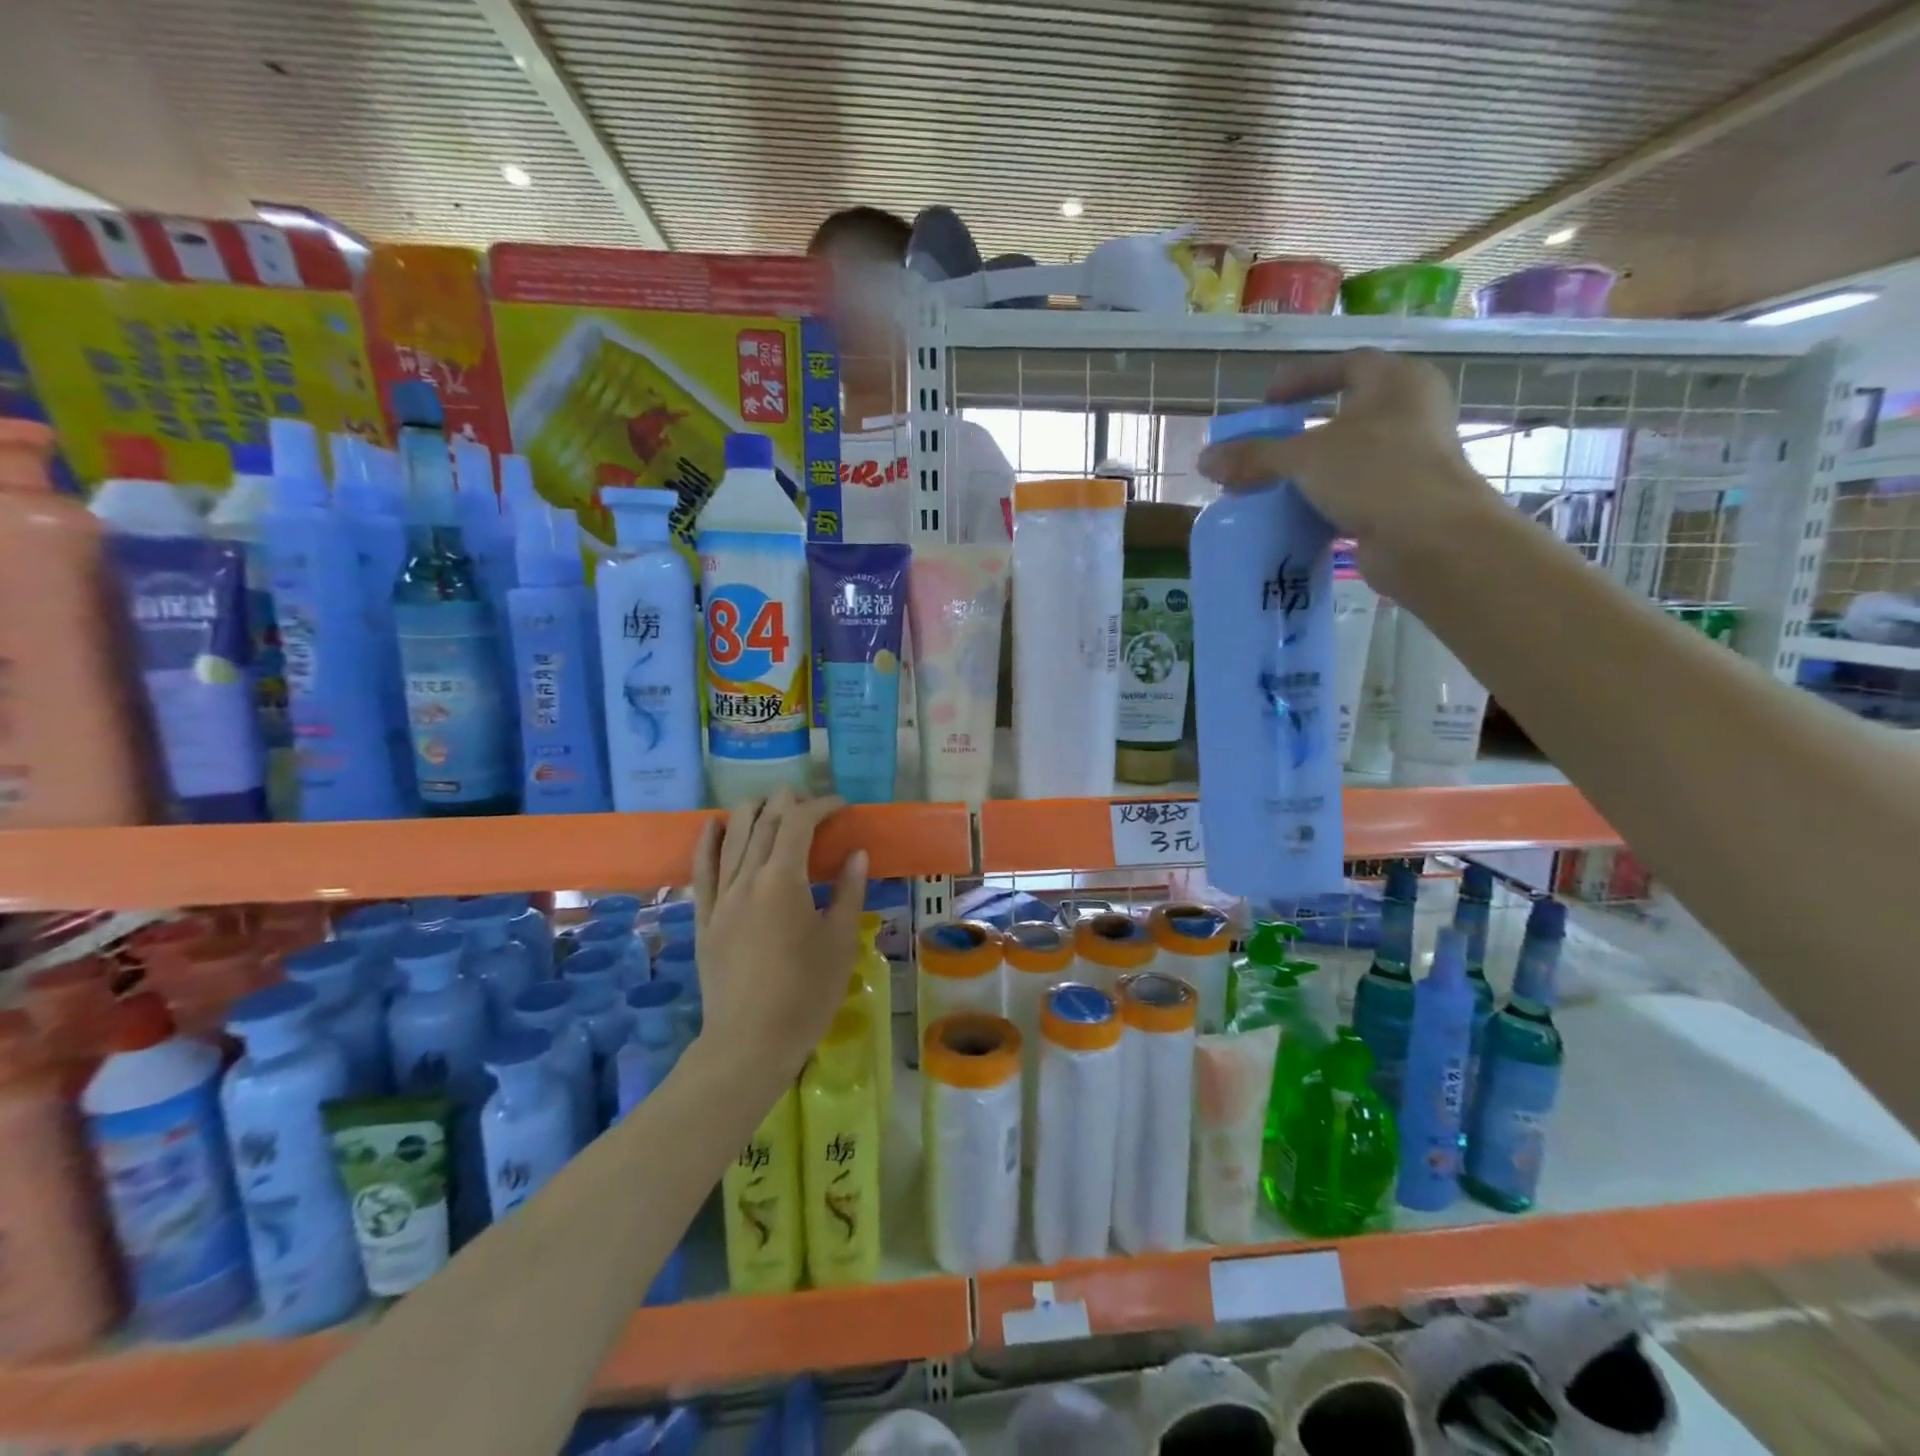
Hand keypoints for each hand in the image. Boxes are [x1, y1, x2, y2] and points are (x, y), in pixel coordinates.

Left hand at [690, 789, 869, 1085]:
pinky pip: (701, 869)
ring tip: (775, 806)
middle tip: (815, 806)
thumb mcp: (839, 942)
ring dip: (754, 811)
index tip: (842, 807)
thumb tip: (856, 854)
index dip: (821, 806)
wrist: (749, 1043)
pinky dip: (709, 841)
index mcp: (782, 880)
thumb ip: (848, 892)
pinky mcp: (704, 918)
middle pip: (764, 821)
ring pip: (732, 836)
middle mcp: (746, 878)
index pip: (798, 822)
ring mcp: (720, 897)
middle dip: (790, 802)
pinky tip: (715, 824)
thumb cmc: (806, 994)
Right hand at [1196, 350, 1499, 590]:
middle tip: (1267, 441)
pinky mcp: (1404, 499)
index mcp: (1398, 382)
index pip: (1346, 363)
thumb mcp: (1304, 457)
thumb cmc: (1375, 473)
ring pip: (1350, 455)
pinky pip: (1354, 490)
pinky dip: (1324, 498)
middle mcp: (1411, 412)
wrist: (1431, 539)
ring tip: (1272, 481)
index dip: (1304, 377)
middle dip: (1303, 428)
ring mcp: (1412, 458)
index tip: (1268, 398)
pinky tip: (1294, 513)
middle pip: (1347, 412)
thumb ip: (1254, 455)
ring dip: (1311, 467)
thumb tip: (1205, 460)